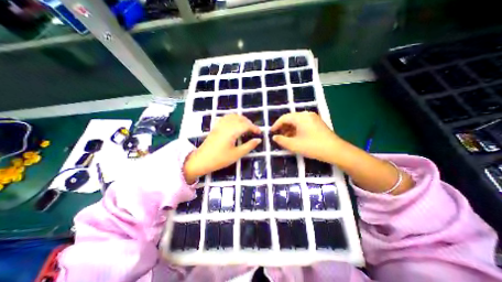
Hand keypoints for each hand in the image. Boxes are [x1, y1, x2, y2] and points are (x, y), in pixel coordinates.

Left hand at [184, 113, 262, 183]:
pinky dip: (234, 118)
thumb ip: (249, 146)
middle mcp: (226, 125)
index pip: (246, 125)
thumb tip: (258, 140)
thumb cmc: (220, 159)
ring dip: (242, 119)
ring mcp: (220, 124)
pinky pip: (226, 117)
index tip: (259, 133)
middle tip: (254, 131)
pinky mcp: (216, 126)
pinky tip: (235, 124)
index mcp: (232, 131)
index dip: (254, 128)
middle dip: (249, 123)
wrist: (201, 160)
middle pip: (240, 119)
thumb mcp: (236, 154)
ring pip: (233, 116)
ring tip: (246, 127)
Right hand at [271, 112, 344, 161]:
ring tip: (286, 138)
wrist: (335, 151)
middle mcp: (307, 114)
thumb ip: (281, 140)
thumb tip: (274, 137)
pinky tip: (295, 137)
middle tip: (278, 136)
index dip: (276, 125)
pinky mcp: (317, 123)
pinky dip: (297, 130)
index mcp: (300, 117)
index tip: (271, 132)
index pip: (284, 118)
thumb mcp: (294, 145)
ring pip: (297, 122)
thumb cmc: (313, 146)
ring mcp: (313, 118)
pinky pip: (303, 124)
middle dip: (283, 127)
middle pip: (290, 119)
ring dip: (289, 129)